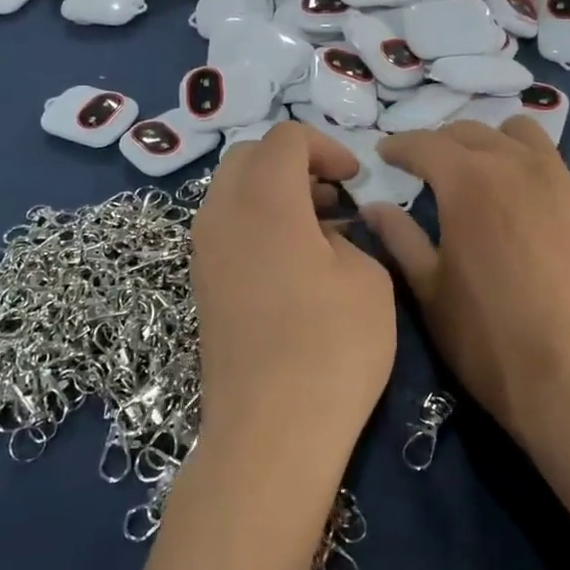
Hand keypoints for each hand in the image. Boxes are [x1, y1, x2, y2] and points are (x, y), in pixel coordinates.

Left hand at [191, 124, 397, 474]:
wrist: (270, 431)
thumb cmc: (331, 348)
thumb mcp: (367, 278)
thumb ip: (347, 237)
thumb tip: (324, 233)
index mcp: (264, 200)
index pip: (285, 138)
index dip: (325, 146)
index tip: (354, 179)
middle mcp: (221, 214)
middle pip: (249, 157)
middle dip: (294, 162)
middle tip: (334, 195)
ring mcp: (204, 251)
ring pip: (232, 191)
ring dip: (274, 192)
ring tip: (319, 226)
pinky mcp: (202, 284)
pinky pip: (226, 226)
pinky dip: (257, 222)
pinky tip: (293, 260)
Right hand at [361, 119, 569, 436]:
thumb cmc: (484, 335)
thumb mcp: (428, 287)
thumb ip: (399, 237)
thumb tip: (375, 206)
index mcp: (468, 181)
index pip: (424, 144)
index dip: (398, 146)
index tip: (384, 156)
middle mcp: (515, 165)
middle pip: (470, 131)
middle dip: (439, 143)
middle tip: (423, 168)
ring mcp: (558, 181)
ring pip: (518, 134)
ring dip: (488, 142)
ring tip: (476, 171)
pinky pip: (549, 162)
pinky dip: (523, 164)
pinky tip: (516, 200)